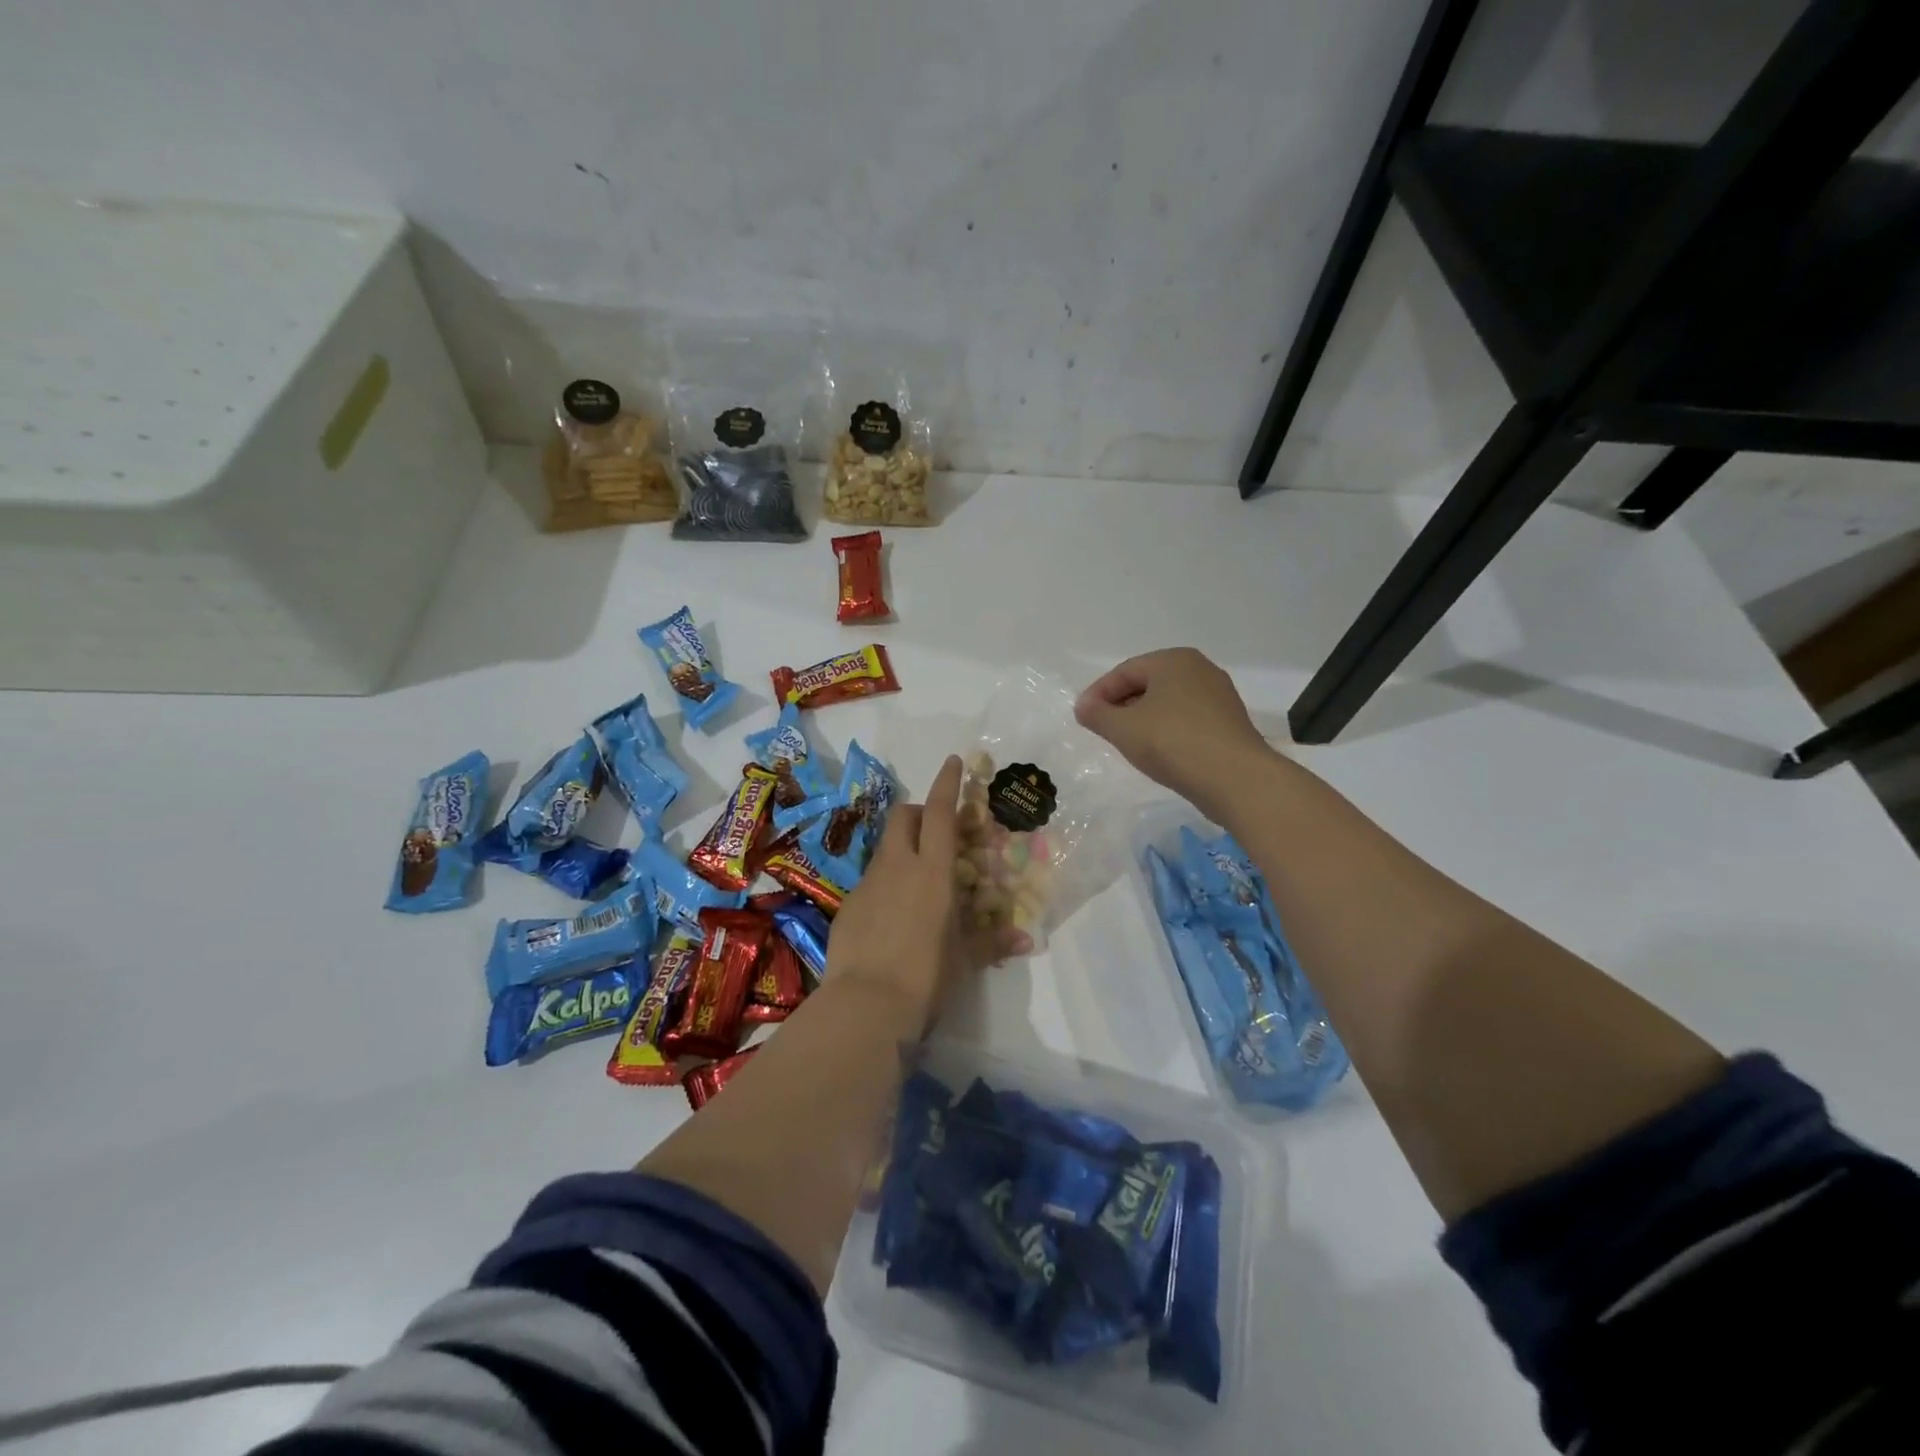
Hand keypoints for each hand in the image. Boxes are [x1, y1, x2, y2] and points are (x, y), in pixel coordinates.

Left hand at [827, 755, 1026, 1031]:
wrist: (865, 1005)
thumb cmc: (926, 976)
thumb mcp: (964, 959)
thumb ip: (991, 942)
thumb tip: (1025, 940)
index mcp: (933, 871)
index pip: (941, 812)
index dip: (947, 783)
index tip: (953, 761)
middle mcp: (898, 866)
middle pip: (904, 815)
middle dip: (919, 812)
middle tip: (935, 833)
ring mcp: (867, 883)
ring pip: (885, 847)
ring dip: (902, 849)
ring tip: (916, 881)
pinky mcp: (848, 905)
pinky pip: (870, 881)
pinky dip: (885, 883)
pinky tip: (891, 917)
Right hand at [1074, 648, 1275, 820]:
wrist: (1235, 779)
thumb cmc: (1173, 743)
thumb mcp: (1123, 729)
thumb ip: (1097, 714)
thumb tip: (1083, 706)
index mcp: (1173, 660)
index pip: (1124, 671)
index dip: (1098, 693)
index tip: (1082, 717)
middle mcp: (1199, 669)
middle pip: (1147, 684)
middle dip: (1121, 705)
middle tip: (1102, 729)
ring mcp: (1219, 696)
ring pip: (1168, 702)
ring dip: (1143, 719)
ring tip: (1127, 743)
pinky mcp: (1229, 722)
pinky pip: (1187, 719)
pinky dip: (1166, 730)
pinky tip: (1158, 752)